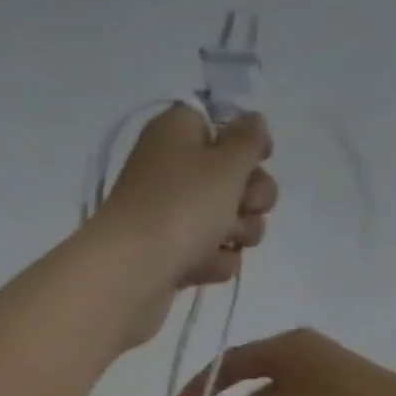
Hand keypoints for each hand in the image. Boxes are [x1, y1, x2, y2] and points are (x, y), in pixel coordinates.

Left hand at [95, 105, 276, 344]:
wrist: (132, 273)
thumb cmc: (181, 206)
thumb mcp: (226, 162)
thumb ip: (248, 139)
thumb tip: (252, 122)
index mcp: (177, 132)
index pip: (219, 123)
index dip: (245, 140)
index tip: (262, 157)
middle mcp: (172, 170)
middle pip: (231, 177)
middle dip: (251, 195)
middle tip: (247, 206)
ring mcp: (170, 217)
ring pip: (227, 220)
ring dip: (239, 232)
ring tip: (226, 241)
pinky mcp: (171, 256)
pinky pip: (209, 254)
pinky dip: (213, 261)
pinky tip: (205, 267)